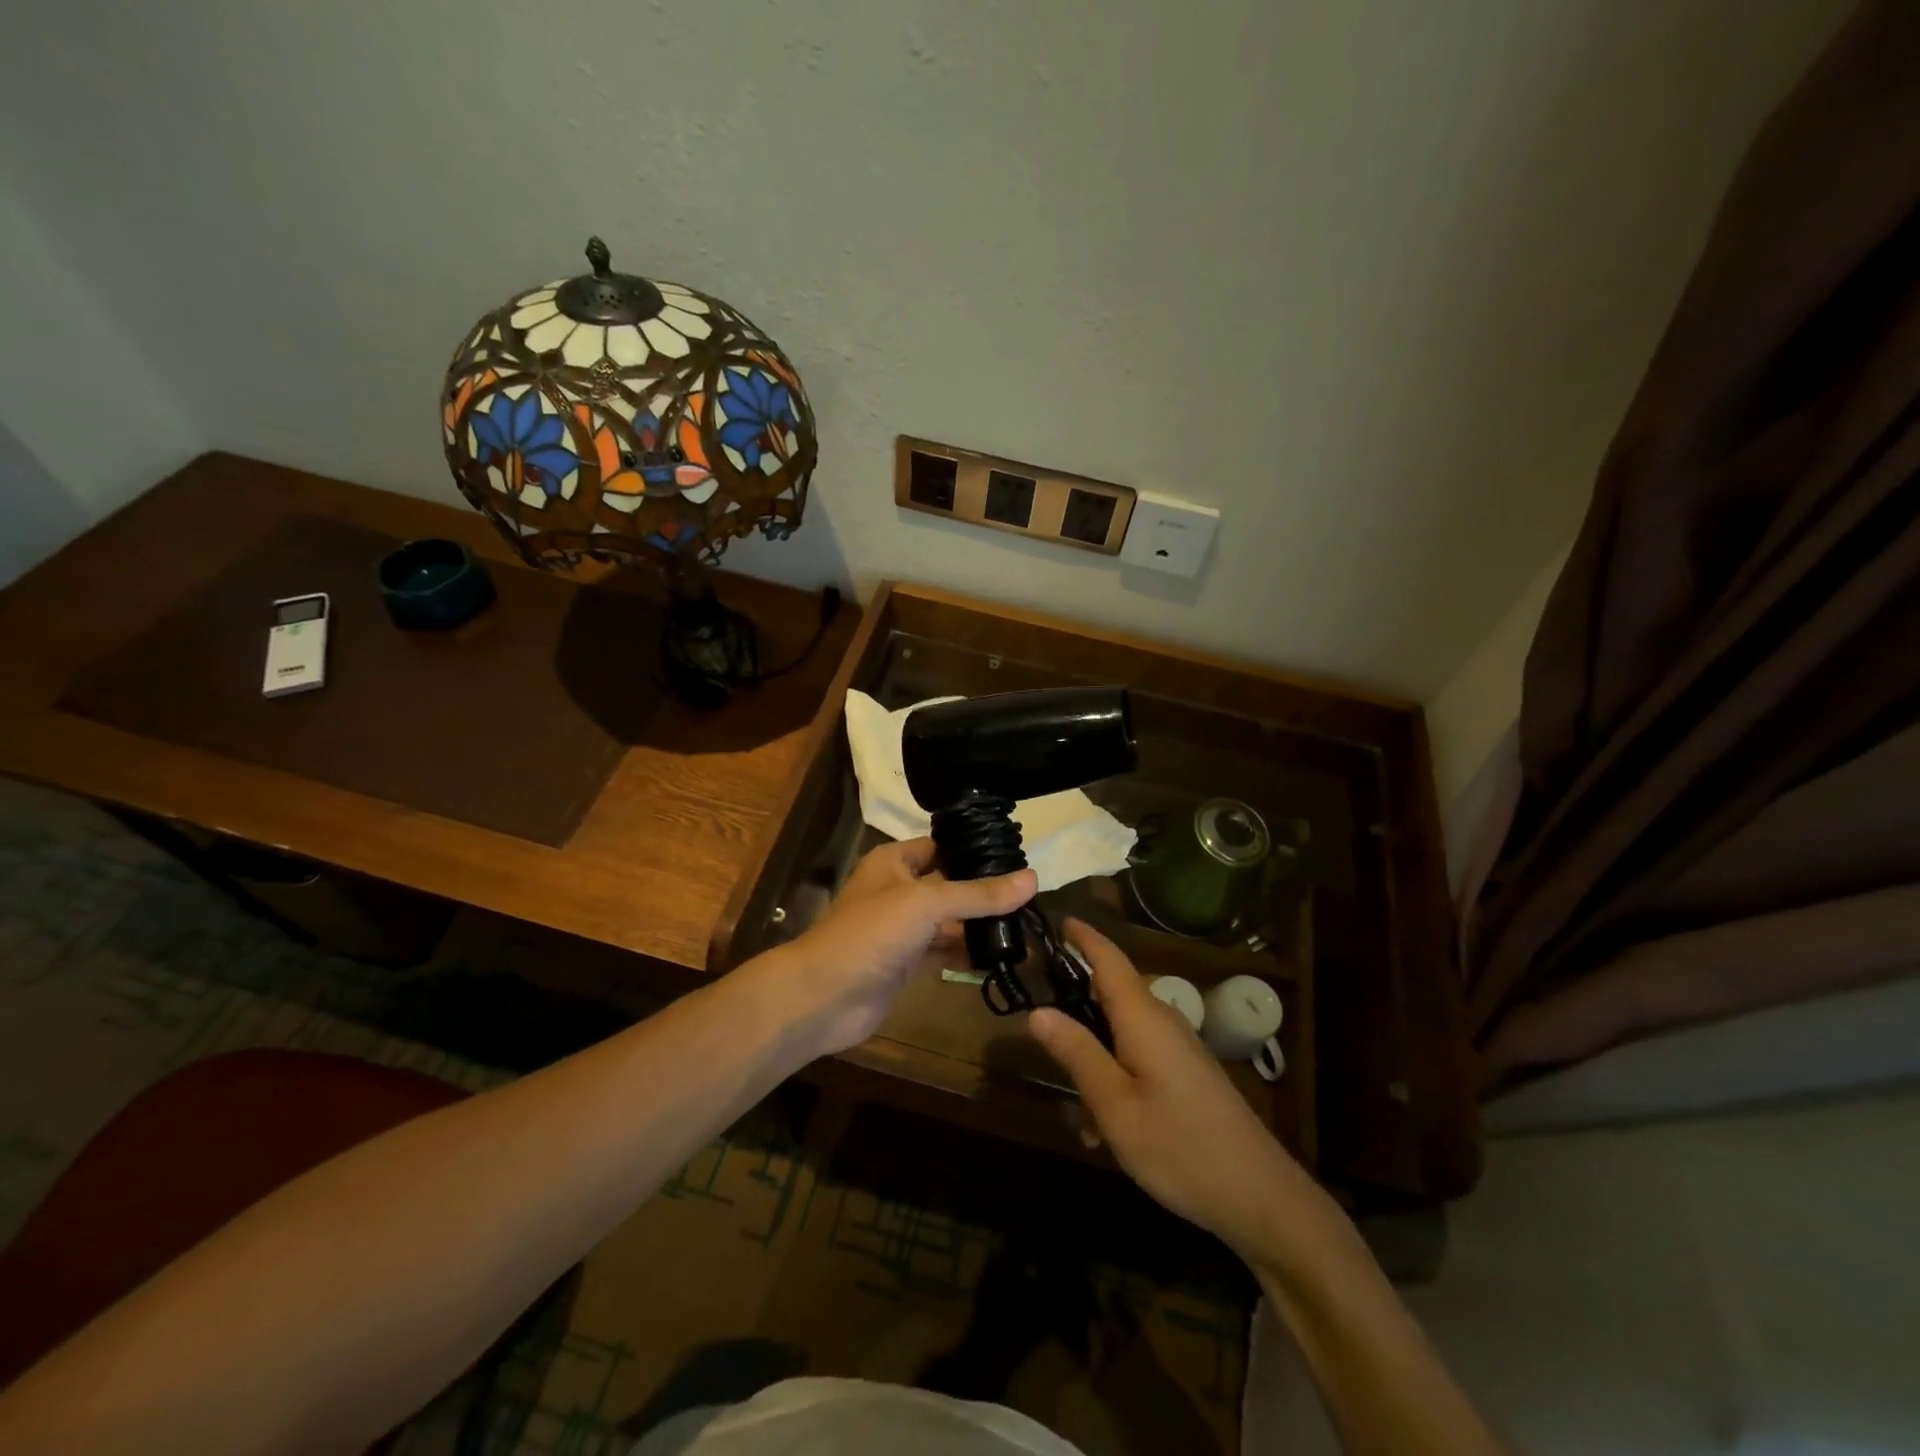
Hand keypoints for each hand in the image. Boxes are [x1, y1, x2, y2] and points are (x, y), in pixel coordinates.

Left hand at [772, 838, 1035, 1055]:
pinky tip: (1002, 957)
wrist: (823, 997)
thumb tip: (1033, 879)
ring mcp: (902, 929)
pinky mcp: (906, 963)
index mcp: (895, 861)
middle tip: (1033, 899)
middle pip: (951, 885)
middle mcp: (899, 890)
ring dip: (981, 926)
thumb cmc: (870, 934)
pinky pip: (944, 951)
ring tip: (1027, 930)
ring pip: (950, 921)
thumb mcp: (927, 903)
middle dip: (986, 893)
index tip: (1021, 859)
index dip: (977, 851)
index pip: (943, 846)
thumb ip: (978, 894)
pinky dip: (968, 953)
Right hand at [1027, 919, 1314, 1259]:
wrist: (1261, 1198)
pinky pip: (1140, 1058)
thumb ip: (1077, 1054)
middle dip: (1077, 1006)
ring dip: (1094, 1060)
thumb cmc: (1180, 1147)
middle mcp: (1163, 1022)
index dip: (1085, 938)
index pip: (1110, 960)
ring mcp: (1180, 1048)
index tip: (1060, 918)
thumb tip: (1037, 1011)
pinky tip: (1106, 1131)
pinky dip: (1115, 1080)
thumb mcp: (1115, 1105)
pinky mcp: (1188, 1074)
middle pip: (1112, 994)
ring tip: (1077, 1115)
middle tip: (1040, 1028)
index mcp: (1144, 1018)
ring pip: (1122, 1033)